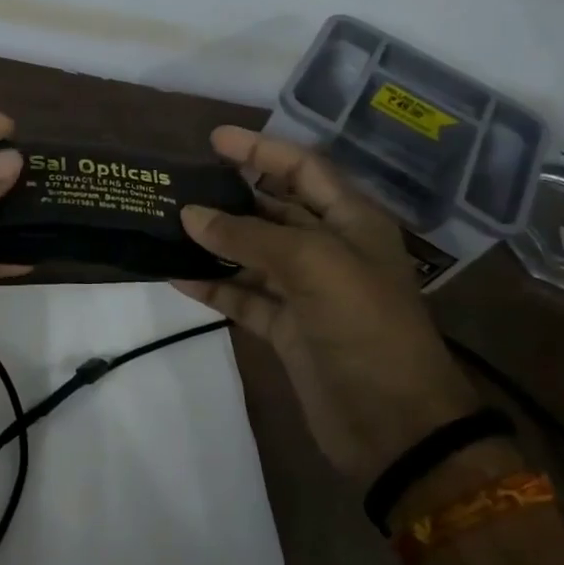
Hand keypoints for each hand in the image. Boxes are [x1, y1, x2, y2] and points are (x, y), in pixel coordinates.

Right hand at [173, 126, 481, 483]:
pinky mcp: (287, 328)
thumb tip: (190, 214)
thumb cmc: (364, 326)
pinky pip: (243, 296)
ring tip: (168, 223)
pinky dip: (213, 285)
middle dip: (232, 193)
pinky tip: (176, 275)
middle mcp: (329, 248)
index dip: (261, 149)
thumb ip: (247, 235)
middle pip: (274, 207)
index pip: (302, 168)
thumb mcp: (311, 264)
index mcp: (350, 221)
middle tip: (182, 181)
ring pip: (253, 252)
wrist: (395, 425)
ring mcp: (306, 290)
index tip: (214, 139)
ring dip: (215, 239)